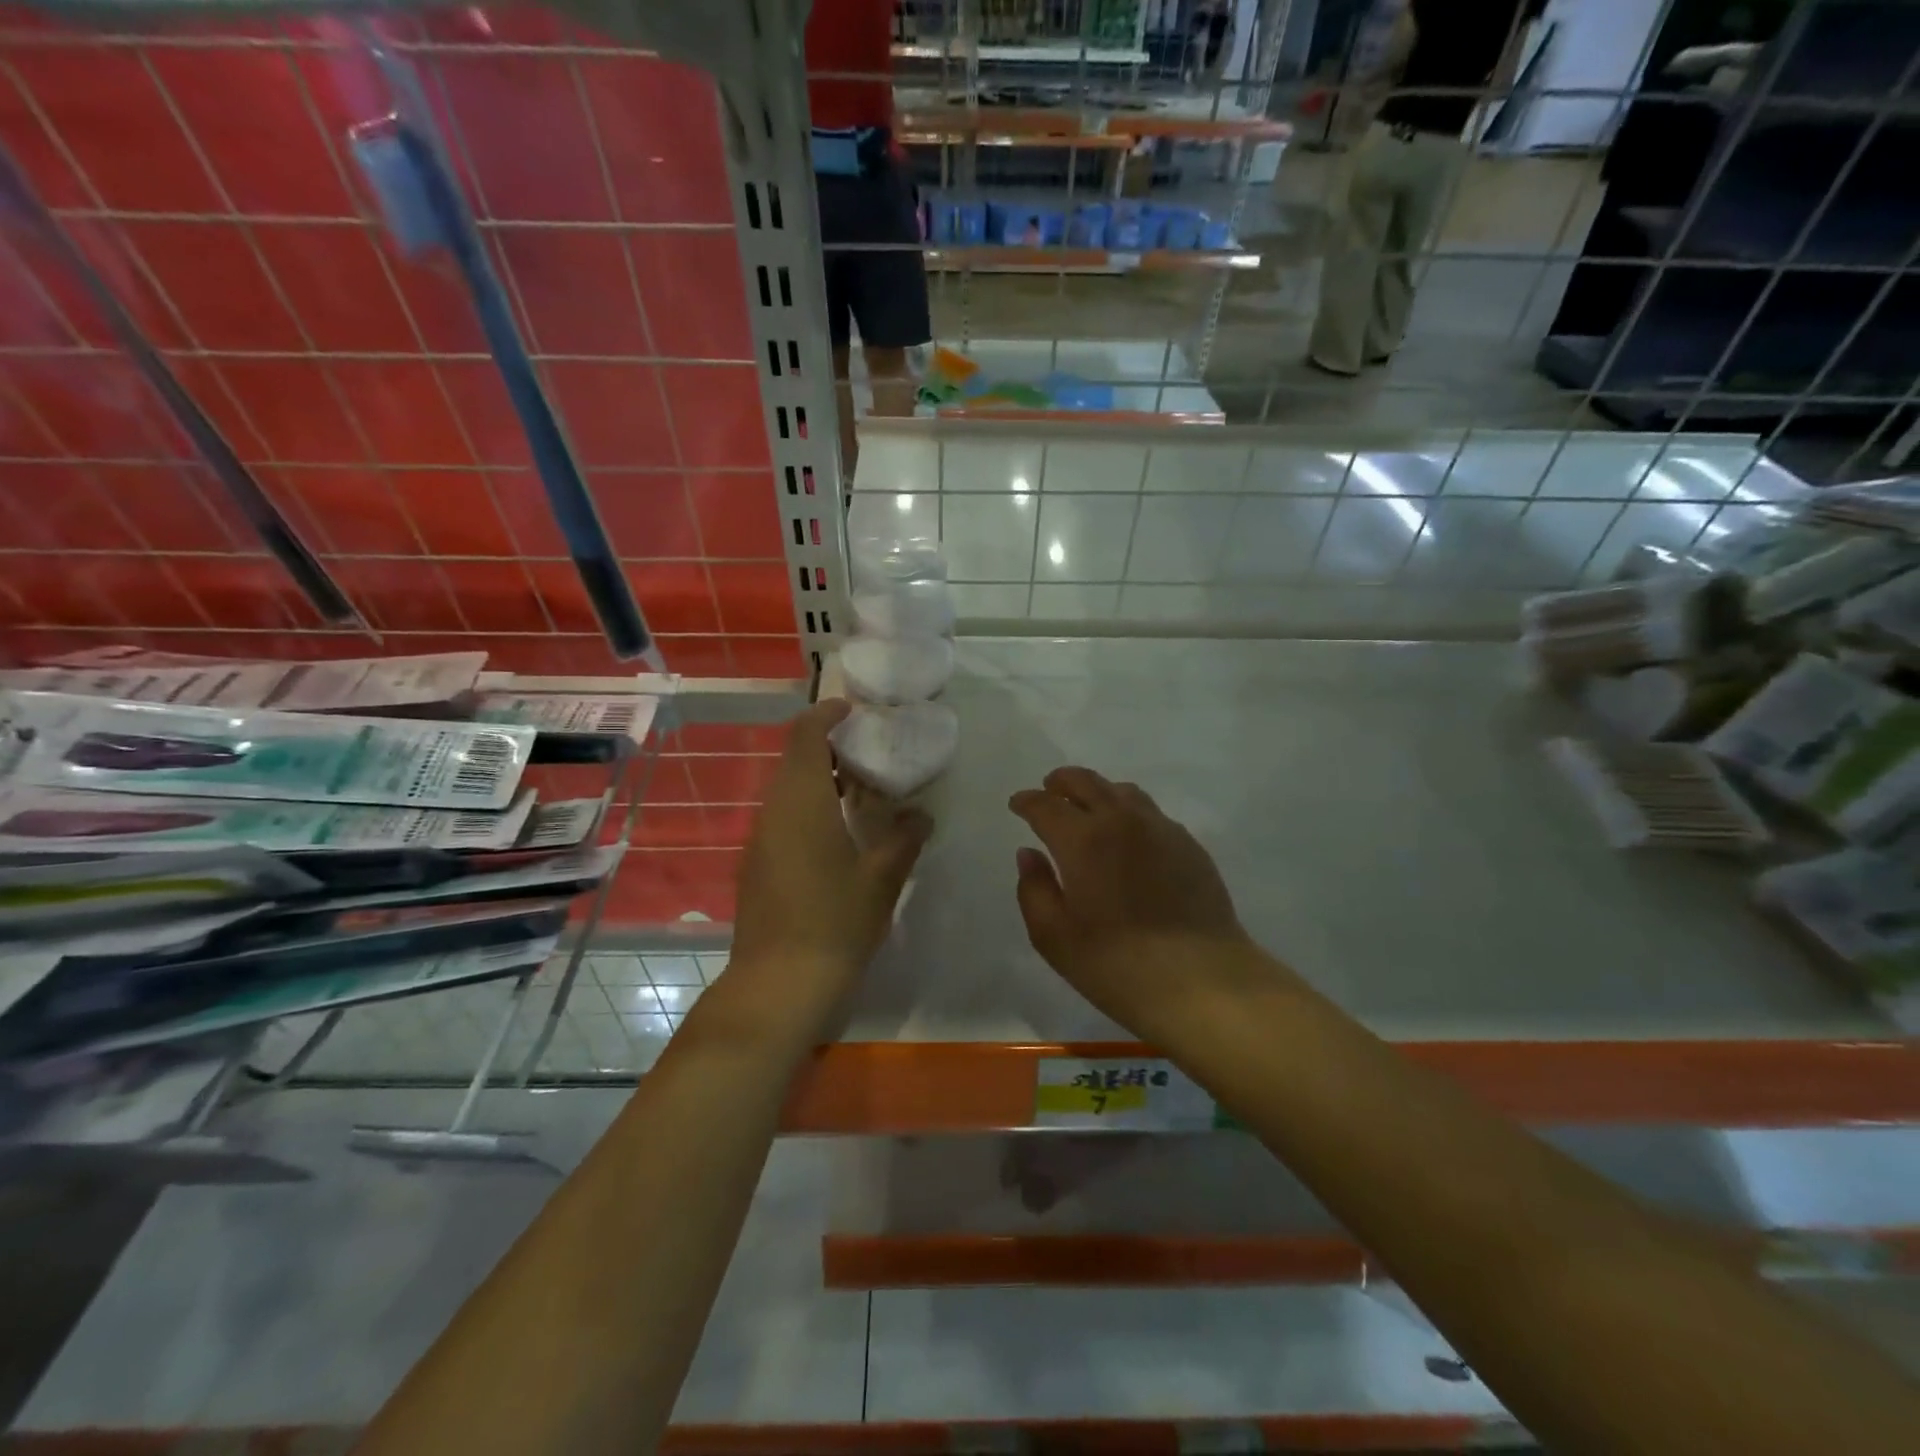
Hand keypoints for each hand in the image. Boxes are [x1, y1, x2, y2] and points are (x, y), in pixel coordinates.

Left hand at [728, 700, 930, 1024]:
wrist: (779, 985)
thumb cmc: (835, 922)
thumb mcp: (881, 878)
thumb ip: (904, 839)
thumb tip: (921, 817)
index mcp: (801, 803)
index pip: (805, 736)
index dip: (826, 714)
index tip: (854, 709)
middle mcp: (773, 812)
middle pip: (796, 761)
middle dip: (830, 748)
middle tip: (872, 752)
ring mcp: (761, 840)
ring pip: (789, 792)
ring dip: (822, 781)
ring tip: (864, 791)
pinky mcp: (759, 866)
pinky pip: (785, 818)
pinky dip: (812, 808)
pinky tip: (842, 832)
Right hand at [1010, 767, 1266, 1034]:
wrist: (1203, 982)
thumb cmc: (1117, 965)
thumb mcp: (1054, 937)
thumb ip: (1034, 889)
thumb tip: (1029, 854)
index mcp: (1083, 840)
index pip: (1047, 806)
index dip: (1028, 801)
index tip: (1017, 804)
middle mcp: (1122, 821)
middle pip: (1087, 782)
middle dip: (1062, 782)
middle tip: (1049, 789)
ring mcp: (1161, 829)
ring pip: (1123, 791)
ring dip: (1098, 791)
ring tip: (1088, 806)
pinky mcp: (1189, 845)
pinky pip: (1151, 813)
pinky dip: (1129, 812)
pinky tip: (1129, 835)